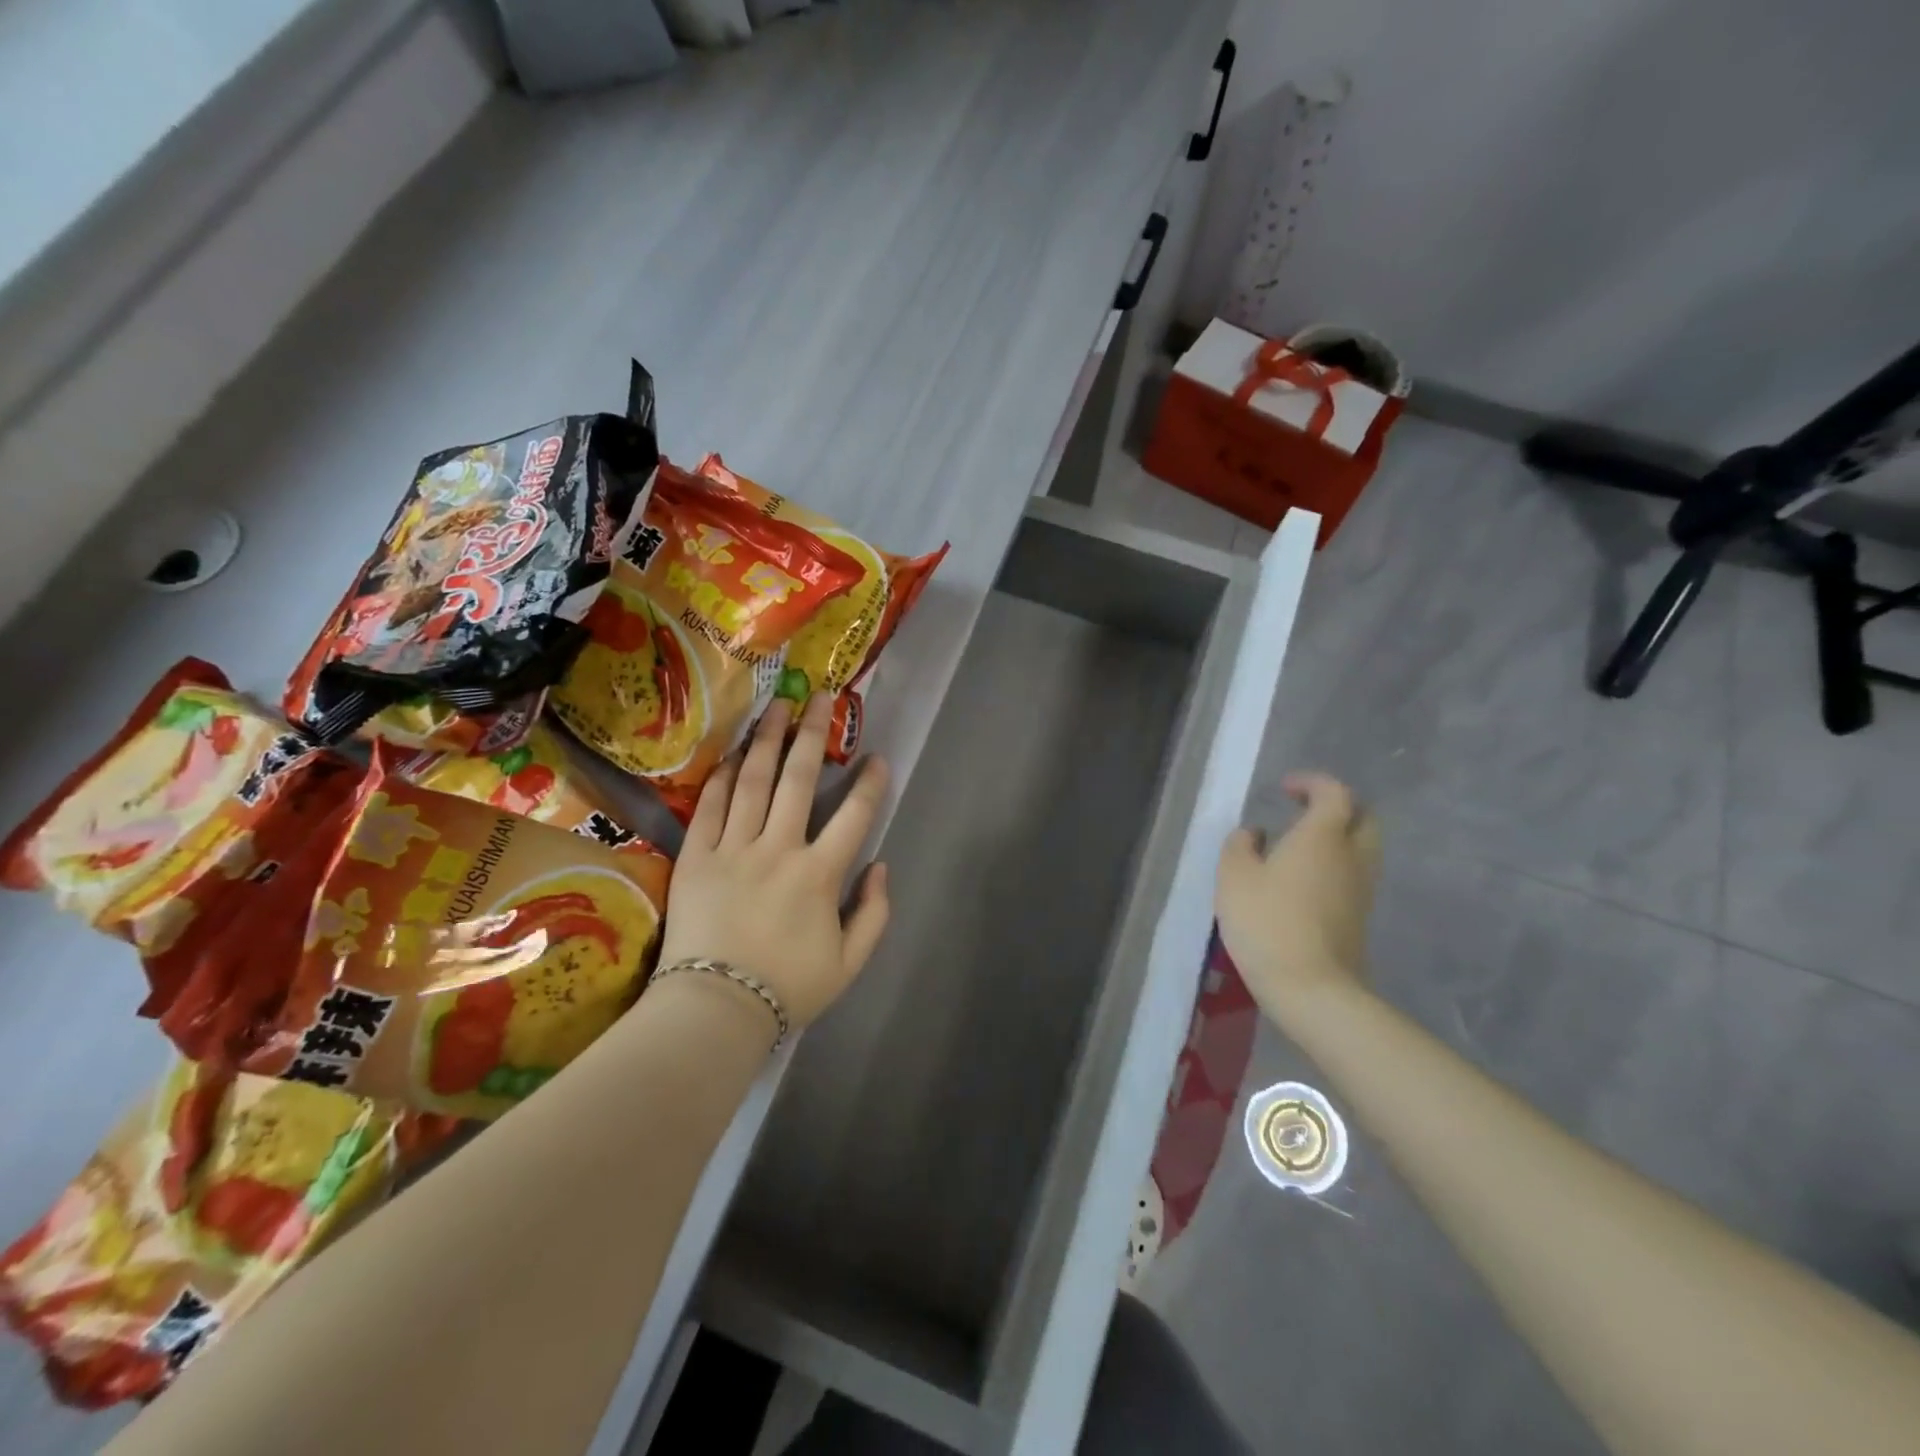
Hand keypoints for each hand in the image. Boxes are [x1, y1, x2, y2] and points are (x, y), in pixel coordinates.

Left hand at [657, 694, 891, 1031]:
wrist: (714, 1010)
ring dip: (768, 740)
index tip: (878, 757)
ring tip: (779, 708)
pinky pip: (710, 807)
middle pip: (799, 779)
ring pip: (753, 781)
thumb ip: (875, 913)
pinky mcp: (696, 856)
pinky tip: (733, 754)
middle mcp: (779, 848)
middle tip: (822, 698)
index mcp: (820, 874)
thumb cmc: (787, 987)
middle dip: (814, 734)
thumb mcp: (850, 963)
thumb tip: (881, 867)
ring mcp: (733, 848)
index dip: (872, 783)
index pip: (855, 816)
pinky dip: (722, 778)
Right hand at [1216, 772, 1380, 1023]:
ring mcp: (1361, 889)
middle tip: (1303, 811)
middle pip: (1363, 817)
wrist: (1311, 988)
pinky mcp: (1360, 917)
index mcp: (1323, 836)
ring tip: (1299, 846)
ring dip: (1338, 838)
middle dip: (1337, 807)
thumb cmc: (1267, 922)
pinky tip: (1303, 880)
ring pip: (1362, 848)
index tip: (1286, 789)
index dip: (1312, 784)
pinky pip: (1354, 875)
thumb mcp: (1234, 876)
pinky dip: (1336, 865)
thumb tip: (1255, 834)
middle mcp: (1352, 856)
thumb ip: (1240, 845)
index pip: (1334, 793)